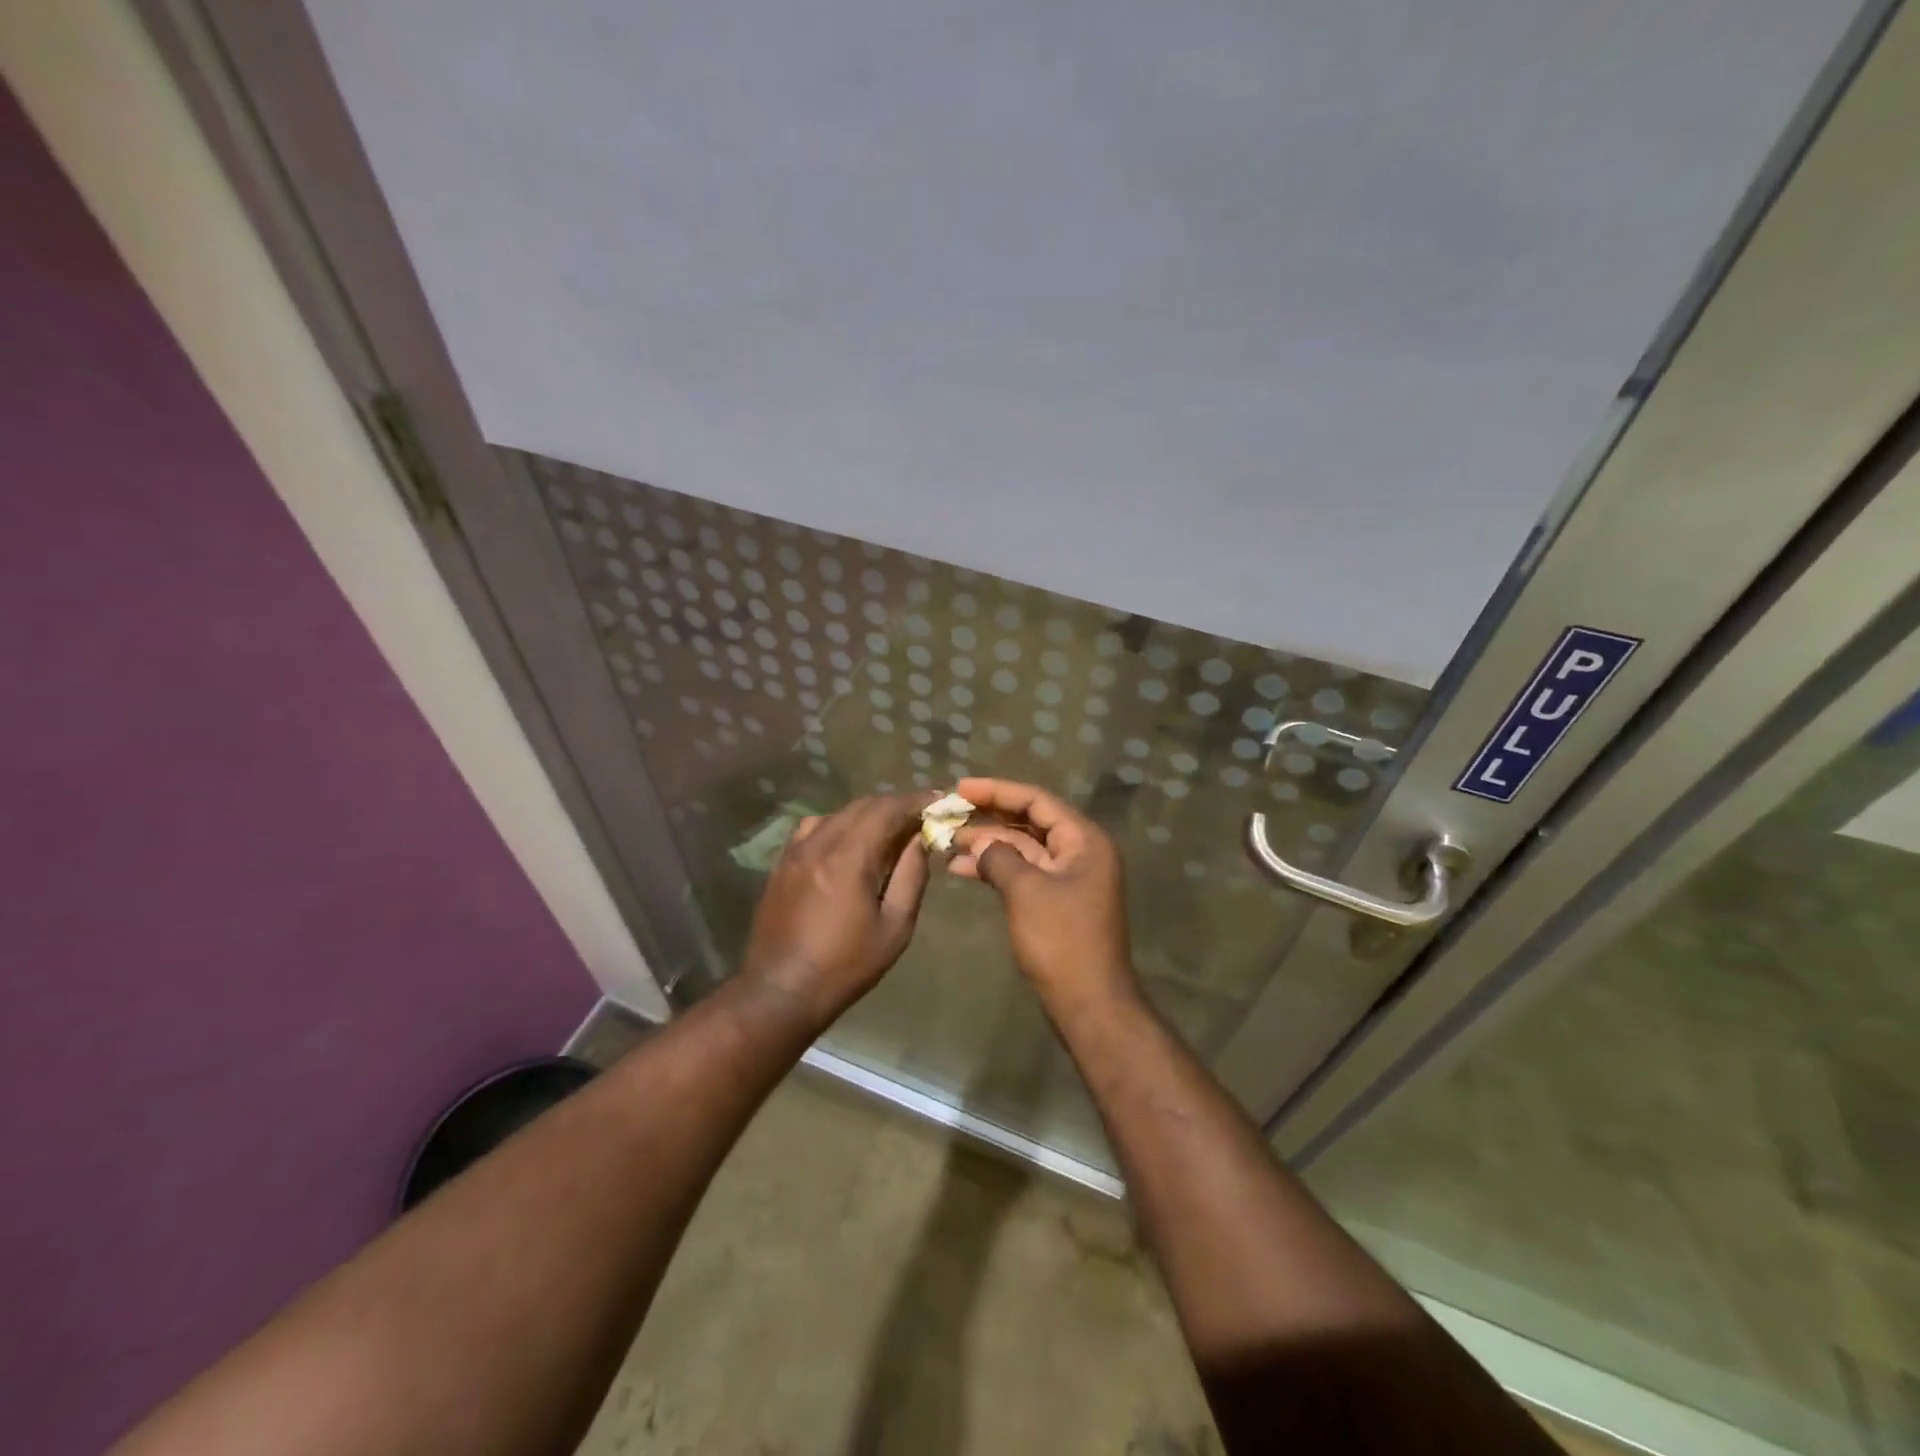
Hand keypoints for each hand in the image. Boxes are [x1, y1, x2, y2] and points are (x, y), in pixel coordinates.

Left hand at [739, 792, 936, 1031]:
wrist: (780, 992)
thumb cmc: (845, 965)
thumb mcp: (894, 927)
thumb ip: (910, 877)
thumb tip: (920, 840)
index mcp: (849, 857)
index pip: (886, 809)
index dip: (915, 801)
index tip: (938, 801)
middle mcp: (819, 843)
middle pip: (862, 805)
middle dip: (894, 806)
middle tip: (920, 816)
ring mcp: (795, 851)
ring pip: (837, 814)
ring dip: (866, 814)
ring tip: (887, 830)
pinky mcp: (782, 864)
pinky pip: (813, 828)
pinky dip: (839, 825)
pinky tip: (848, 844)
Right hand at [948, 777, 1140, 1013]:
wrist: (1088, 1003)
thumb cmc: (1061, 940)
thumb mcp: (1026, 891)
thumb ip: (999, 857)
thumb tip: (980, 844)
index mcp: (1084, 840)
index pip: (1037, 800)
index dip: (997, 791)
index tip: (960, 788)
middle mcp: (1079, 852)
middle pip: (1029, 821)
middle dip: (988, 818)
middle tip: (949, 813)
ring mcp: (1068, 878)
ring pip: (1022, 848)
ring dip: (987, 844)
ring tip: (946, 842)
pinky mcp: (1055, 901)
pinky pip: (1022, 873)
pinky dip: (995, 869)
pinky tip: (962, 869)